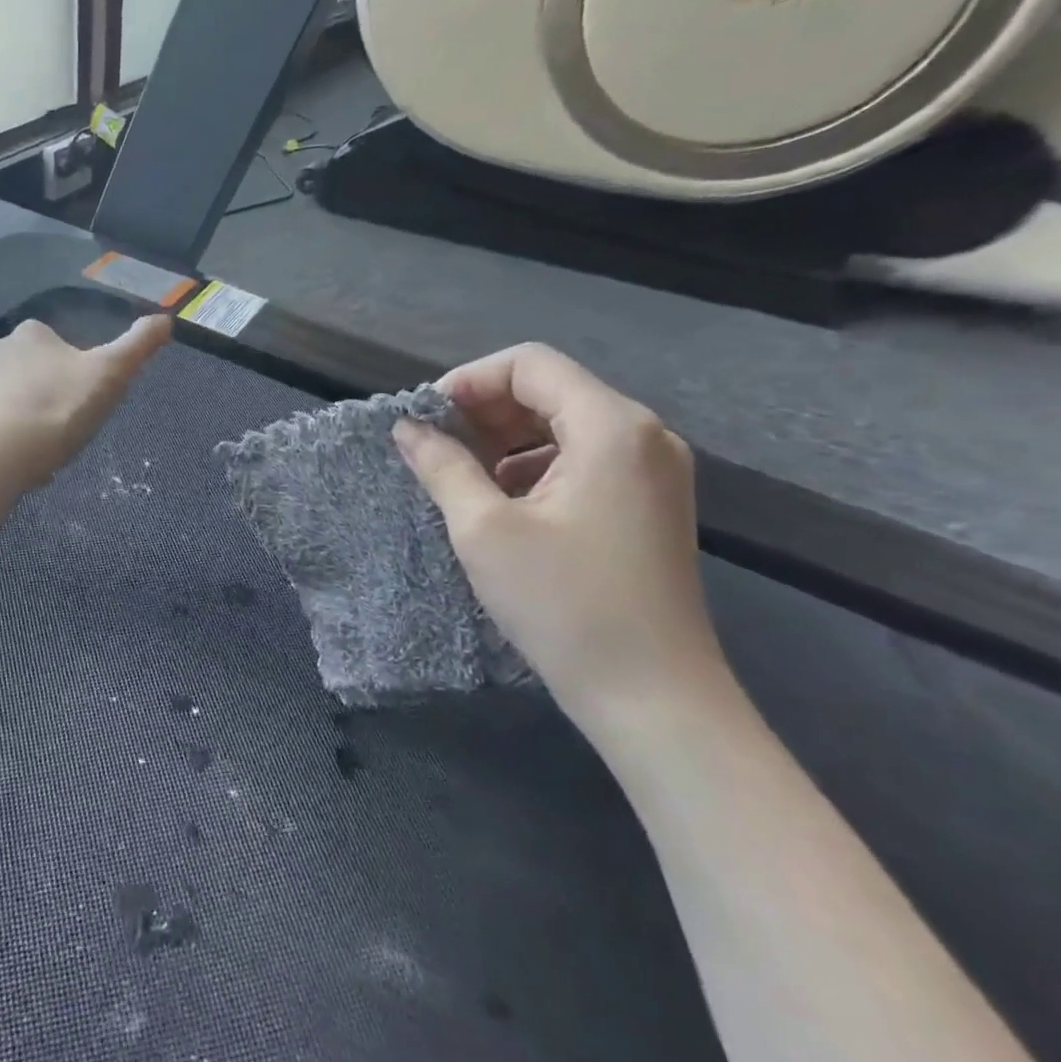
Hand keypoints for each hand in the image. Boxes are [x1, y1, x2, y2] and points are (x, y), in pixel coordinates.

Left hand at [0, 316, 171, 492]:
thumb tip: (166, 318)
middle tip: (51, 439)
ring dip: (6, 418)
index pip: (54, 351)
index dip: (68, 384)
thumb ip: (138, 345)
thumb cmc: (59, 412)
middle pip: (21, 375)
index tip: (74, 414)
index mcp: (31, 336)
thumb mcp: (111, 377)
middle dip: (34, 401)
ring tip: (23, 456)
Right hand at [393, 343, 731, 732]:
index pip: (530, 364)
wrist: (653, 696)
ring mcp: (653, 471)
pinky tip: (501, 504)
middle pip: (550, 390)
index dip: (468, 381)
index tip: (425, 420)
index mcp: (611, 427)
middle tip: (434, 448)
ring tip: (460, 477)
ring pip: (564, 425)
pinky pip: (583, 459)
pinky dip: (534, 466)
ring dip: (505, 440)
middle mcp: (643, 435)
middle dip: (484, 411)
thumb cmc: (564, 605)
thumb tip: (407, 428)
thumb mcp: (484, 529)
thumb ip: (442, 465)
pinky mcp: (648, 504)